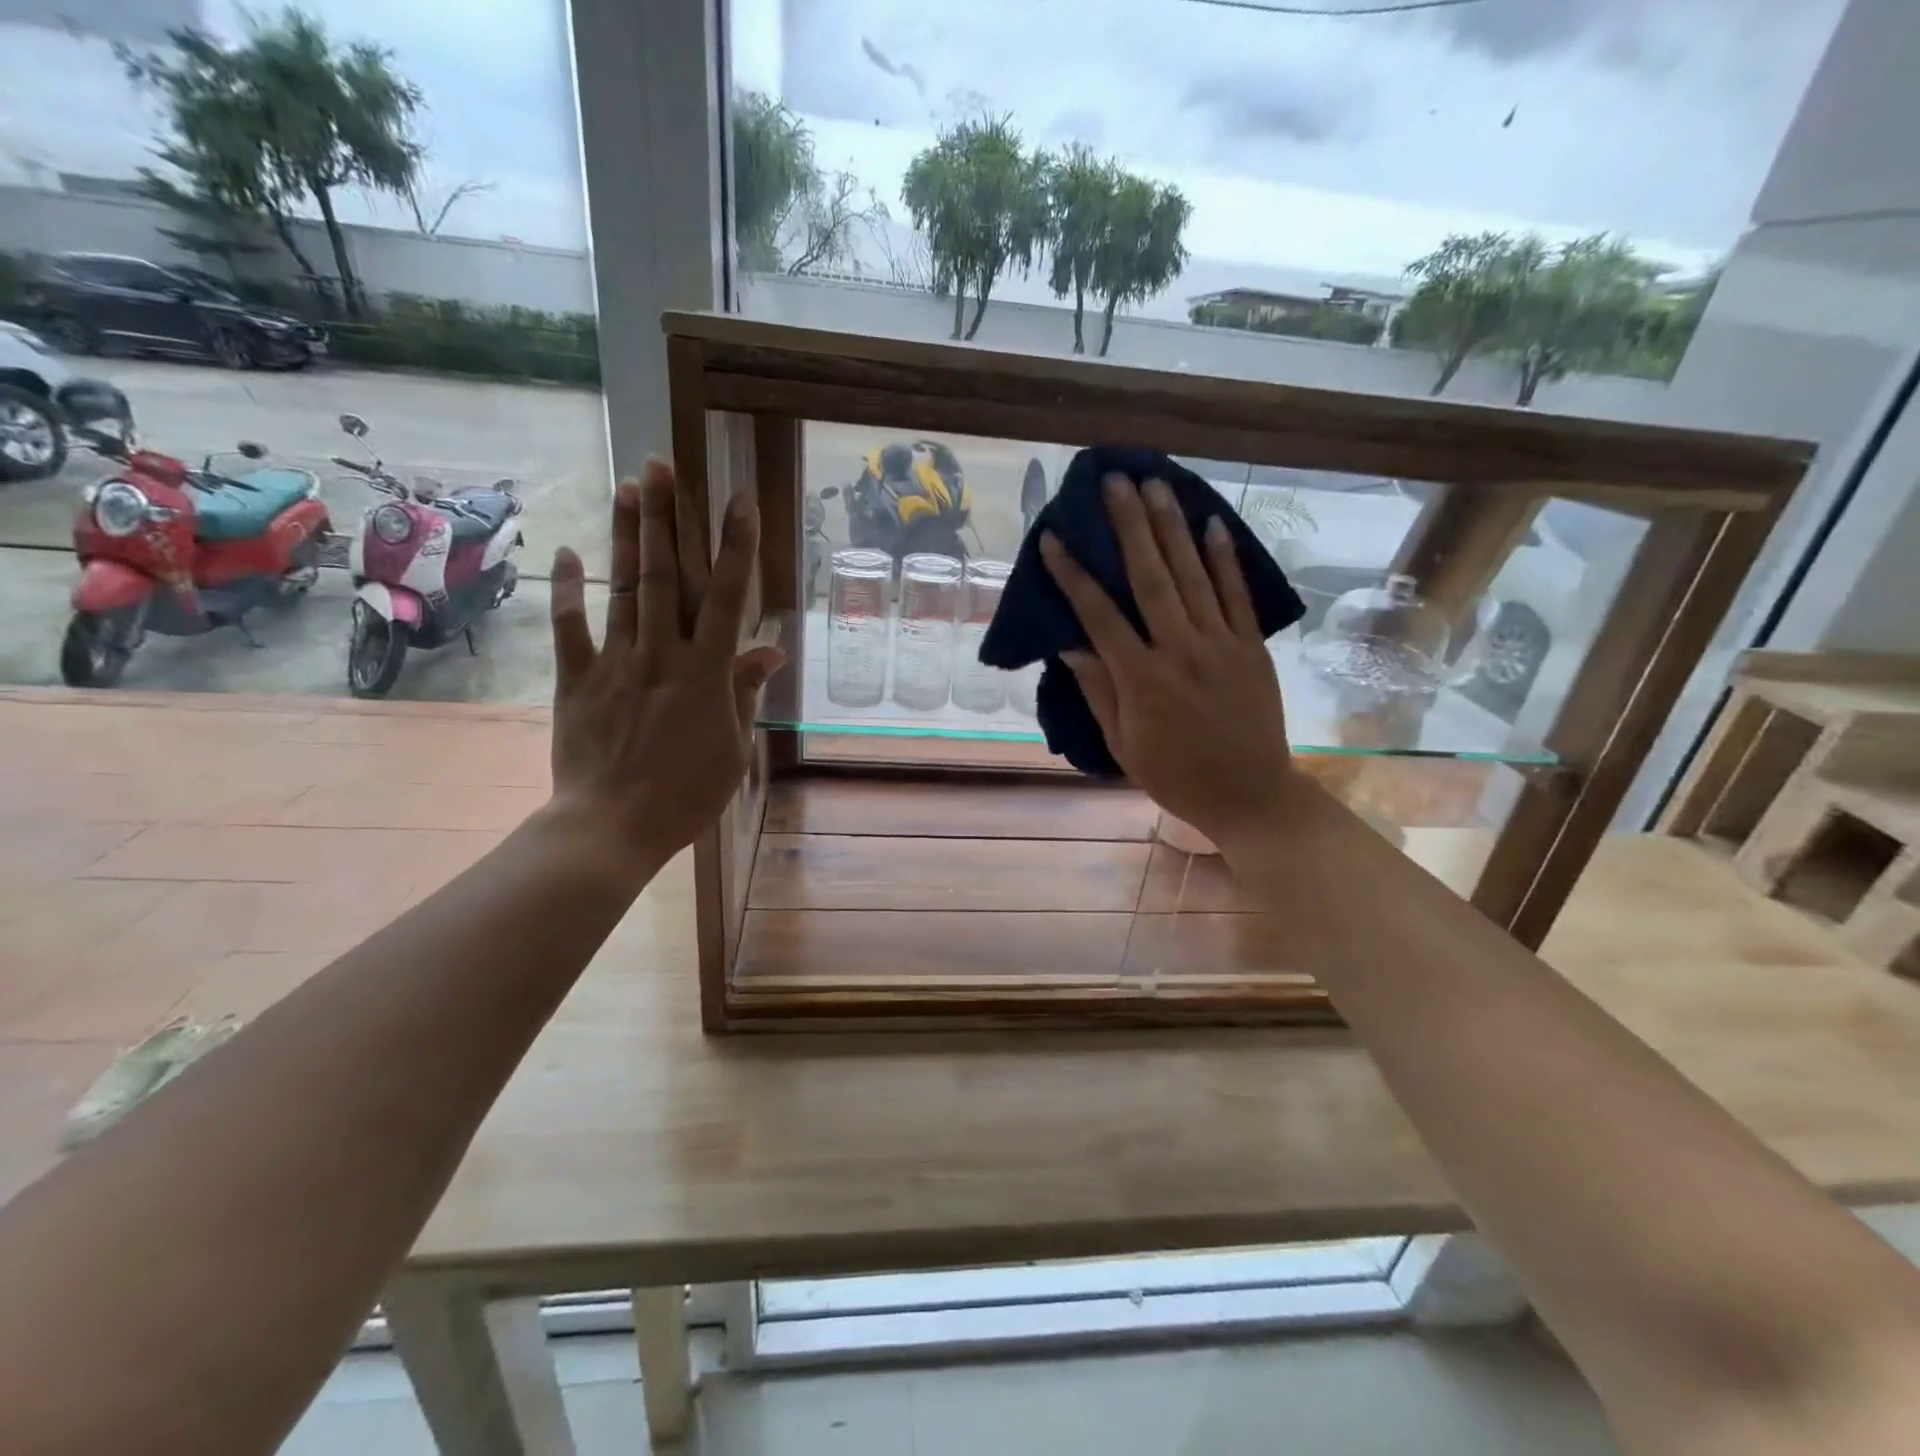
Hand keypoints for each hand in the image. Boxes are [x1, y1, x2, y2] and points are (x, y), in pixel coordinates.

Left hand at [545, 460, 782, 869]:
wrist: (611, 827)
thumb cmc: (685, 794)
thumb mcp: (732, 748)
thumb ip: (745, 694)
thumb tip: (769, 652)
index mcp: (706, 674)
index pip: (726, 598)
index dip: (735, 547)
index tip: (740, 502)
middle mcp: (661, 655)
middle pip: (664, 576)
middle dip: (666, 518)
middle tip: (662, 465)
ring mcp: (615, 664)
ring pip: (621, 589)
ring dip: (625, 536)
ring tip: (628, 486)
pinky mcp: (576, 680)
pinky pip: (570, 628)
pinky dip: (568, 589)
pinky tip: (568, 552)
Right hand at [1040, 473, 1294, 851]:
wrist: (1251, 796)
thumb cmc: (1176, 776)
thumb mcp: (1122, 744)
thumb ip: (1098, 690)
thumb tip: (1070, 643)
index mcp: (1141, 679)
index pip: (1099, 615)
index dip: (1074, 575)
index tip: (1053, 539)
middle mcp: (1180, 650)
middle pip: (1150, 577)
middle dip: (1128, 525)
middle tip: (1114, 481)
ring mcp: (1221, 644)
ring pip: (1193, 575)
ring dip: (1172, 527)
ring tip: (1156, 485)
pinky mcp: (1251, 647)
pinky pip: (1237, 596)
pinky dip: (1225, 559)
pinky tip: (1213, 523)